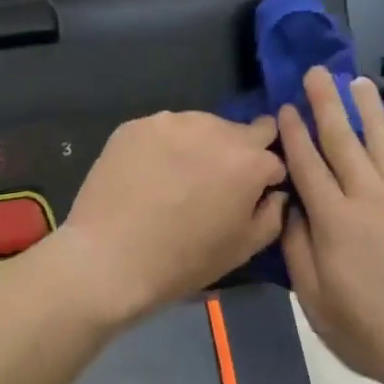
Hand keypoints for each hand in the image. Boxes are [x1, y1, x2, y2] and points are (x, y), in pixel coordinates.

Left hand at [55, 112, 287, 325]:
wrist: (109, 257)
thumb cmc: (183, 260)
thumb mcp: (242, 248)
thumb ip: (271, 214)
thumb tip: (274, 193)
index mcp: (248, 161)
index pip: (273, 155)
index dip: (264, 177)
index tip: (250, 192)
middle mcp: (214, 129)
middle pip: (239, 133)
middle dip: (236, 154)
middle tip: (214, 184)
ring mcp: (171, 122)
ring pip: (200, 127)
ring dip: (199, 146)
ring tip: (178, 179)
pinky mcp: (136, 125)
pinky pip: (163, 131)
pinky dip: (164, 147)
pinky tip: (149, 173)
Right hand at [280, 68, 383, 383]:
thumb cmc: (369, 333)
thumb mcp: (314, 301)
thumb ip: (297, 249)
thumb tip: (290, 206)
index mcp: (334, 223)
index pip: (308, 165)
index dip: (295, 134)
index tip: (286, 106)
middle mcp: (370, 199)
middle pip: (343, 141)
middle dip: (326, 104)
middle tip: (317, 72)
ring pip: (382, 141)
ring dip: (366, 109)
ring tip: (355, 81)